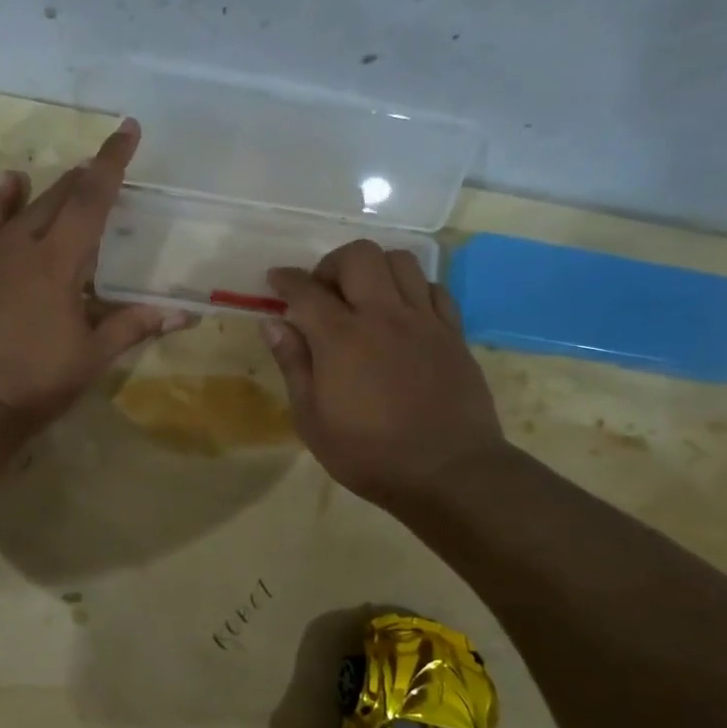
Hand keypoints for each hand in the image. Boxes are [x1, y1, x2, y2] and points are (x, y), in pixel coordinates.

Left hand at [0, 120, 190, 427]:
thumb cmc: (37, 380)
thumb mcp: (92, 356)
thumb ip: (134, 326)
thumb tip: (184, 315)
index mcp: (58, 262)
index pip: (91, 199)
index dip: (112, 162)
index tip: (126, 128)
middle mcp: (23, 246)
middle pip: (59, 197)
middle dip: (86, 175)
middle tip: (106, 163)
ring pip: (24, 207)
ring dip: (50, 188)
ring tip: (68, 174)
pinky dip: (3, 203)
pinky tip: (9, 186)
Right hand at [260, 240, 507, 508]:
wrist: (448, 471)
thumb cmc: (369, 454)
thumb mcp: (312, 420)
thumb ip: (293, 365)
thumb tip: (273, 323)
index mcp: (341, 338)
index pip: (306, 289)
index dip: (285, 279)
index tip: (275, 279)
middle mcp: (383, 316)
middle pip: (359, 256)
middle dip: (332, 264)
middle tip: (323, 292)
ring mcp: (423, 320)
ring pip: (401, 261)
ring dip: (375, 269)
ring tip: (364, 297)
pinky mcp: (453, 333)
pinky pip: (434, 288)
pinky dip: (412, 289)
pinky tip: (403, 314)